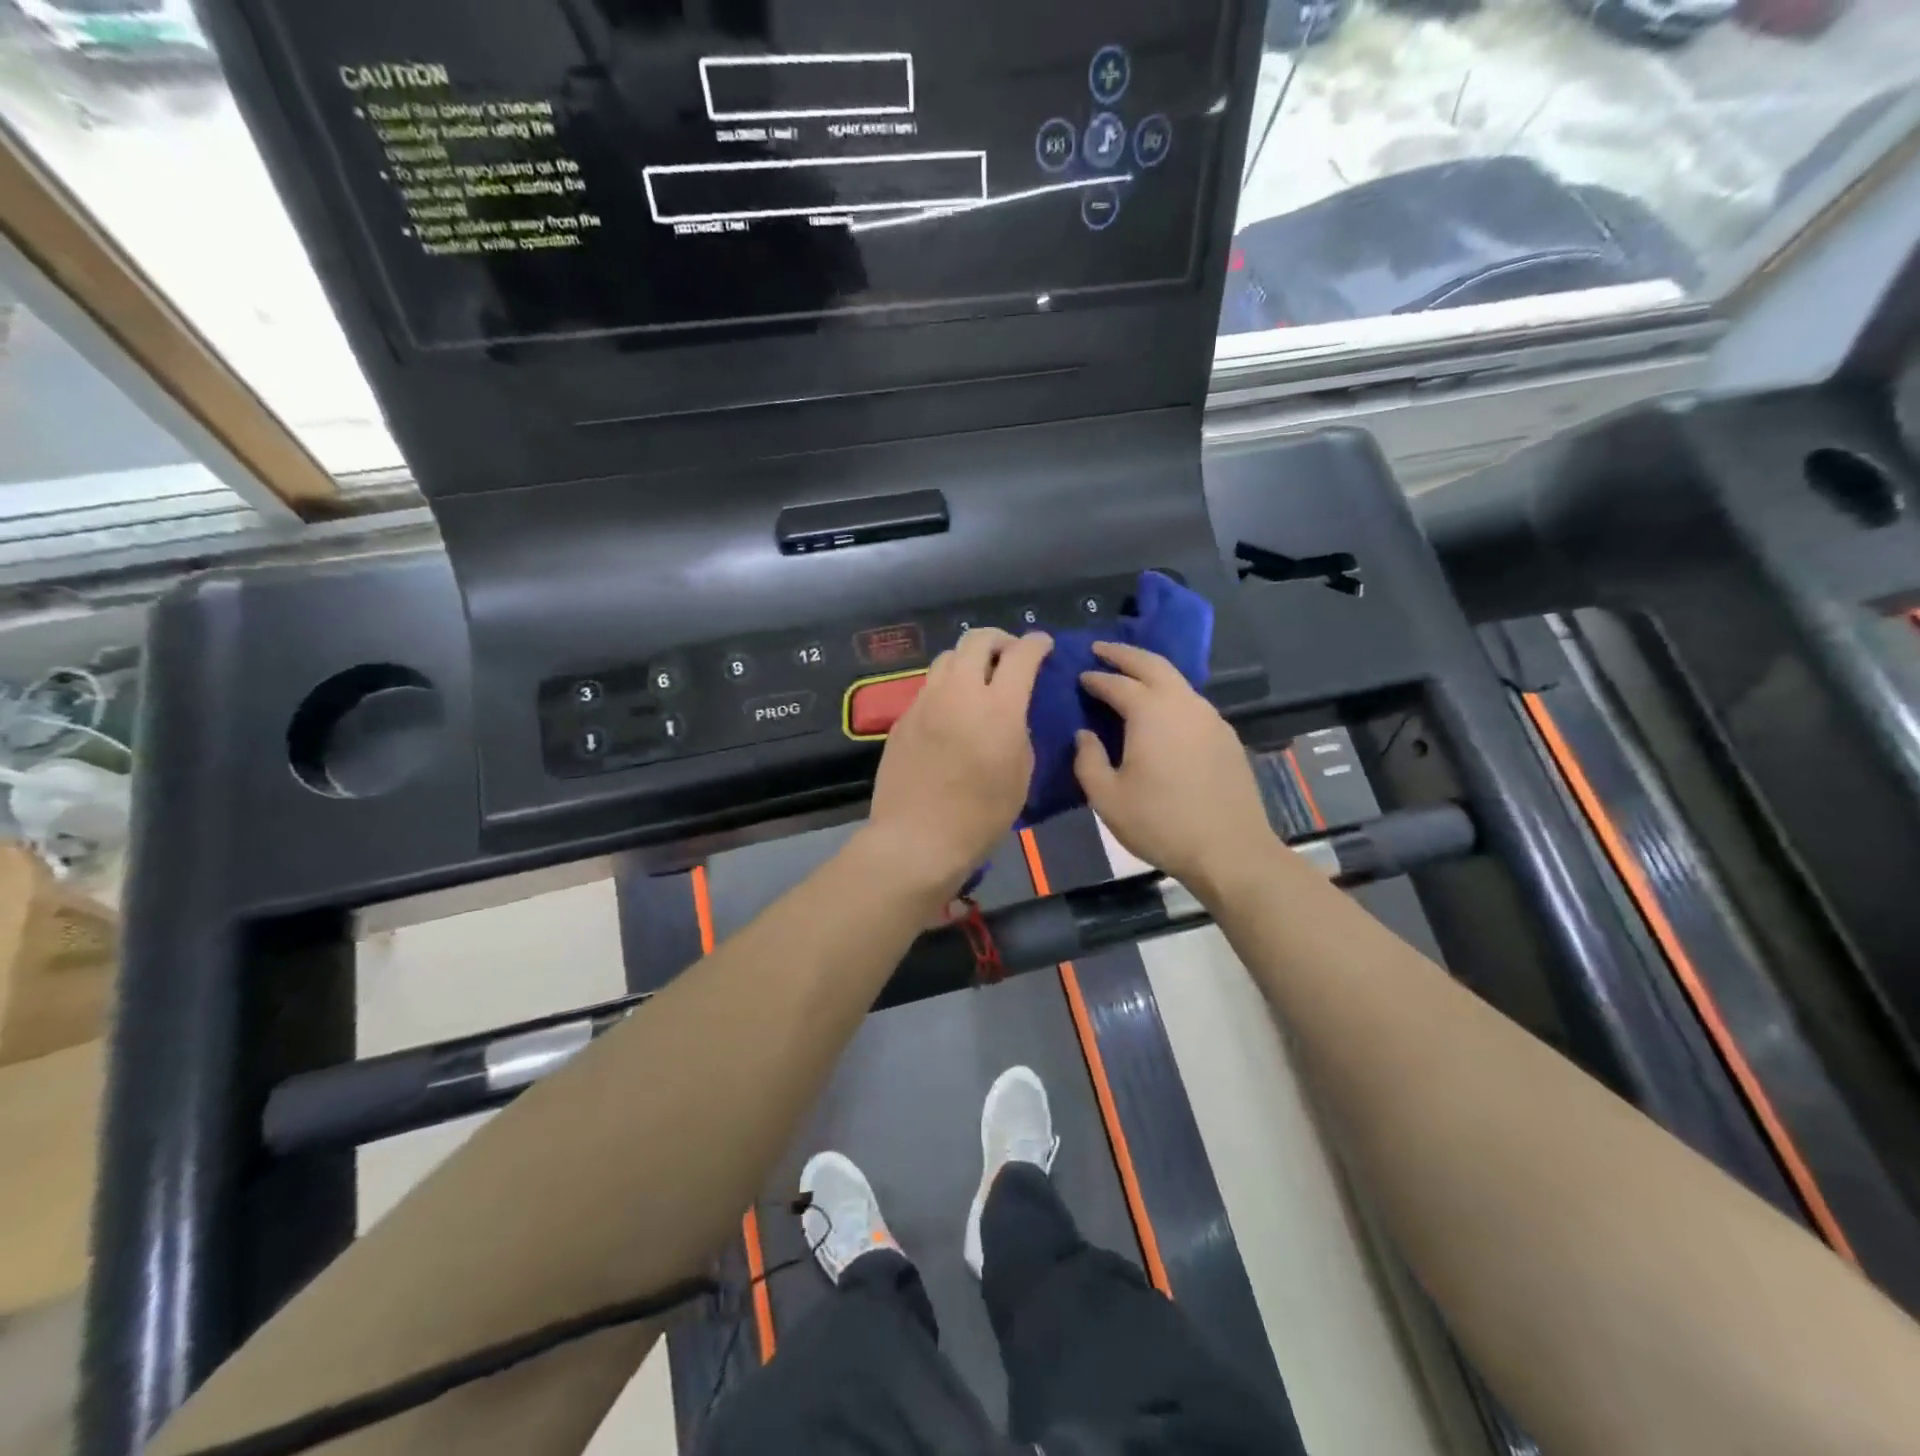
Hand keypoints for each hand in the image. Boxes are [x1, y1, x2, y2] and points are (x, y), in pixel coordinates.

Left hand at [863, 629, 1052, 899]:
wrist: (917, 839)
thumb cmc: (980, 816)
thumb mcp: (1020, 775)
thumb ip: (1019, 732)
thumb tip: (1013, 715)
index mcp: (998, 707)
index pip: (1021, 654)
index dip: (1036, 643)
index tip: (1043, 644)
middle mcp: (959, 693)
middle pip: (977, 639)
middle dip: (999, 640)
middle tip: (1010, 656)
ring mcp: (925, 702)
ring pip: (947, 658)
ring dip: (969, 659)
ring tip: (978, 679)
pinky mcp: (903, 718)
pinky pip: (929, 687)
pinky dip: (947, 687)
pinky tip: (952, 711)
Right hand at [1073, 641, 1276, 898]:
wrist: (1230, 850)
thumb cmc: (1160, 824)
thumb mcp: (1107, 798)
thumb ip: (1088, 760)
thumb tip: (1085, 734)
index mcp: (1150, 713)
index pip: (1116, 683)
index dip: (1095, 678)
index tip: (1079, 676)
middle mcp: (1183, 704)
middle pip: (1152, 664)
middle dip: (1124, 654)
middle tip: (1101, 649)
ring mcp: (1210, 718)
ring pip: (1177, 681)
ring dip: (1150, 672)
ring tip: (1129, 676)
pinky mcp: (1226, 736)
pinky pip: (1192, 702)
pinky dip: (1170, 694)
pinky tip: (1161, 712)